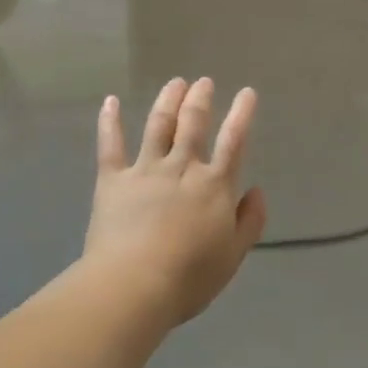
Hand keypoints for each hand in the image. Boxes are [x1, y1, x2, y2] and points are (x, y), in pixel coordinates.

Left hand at [83, 78, 267, 329]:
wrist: (134, 284)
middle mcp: (182, 168)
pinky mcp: (113, 179)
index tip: (247, 92)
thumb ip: (250, 221)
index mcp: (215, 186)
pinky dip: (110, 120)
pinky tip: (110, 101)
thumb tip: (257, 191)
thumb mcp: (233, 255)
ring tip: (175, 83)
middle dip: (200, 99)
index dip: (242, 114)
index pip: (234, 141)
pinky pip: (110, 144)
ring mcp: (145, 170)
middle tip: (204, 82)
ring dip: (168, 100)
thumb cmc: (190, 277)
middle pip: (193, 123)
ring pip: (159, 125)